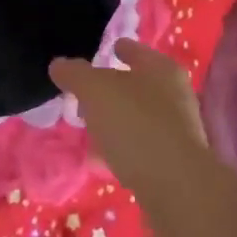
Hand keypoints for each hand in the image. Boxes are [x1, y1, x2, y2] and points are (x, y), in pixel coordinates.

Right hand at [49, 41, 209, 197]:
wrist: (175, 187)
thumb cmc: (135, 124)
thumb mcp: (95, 91)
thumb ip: (75, 74)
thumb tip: (59, 64)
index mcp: (161, 68)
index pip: (135, 50)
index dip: (118, 48)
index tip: (105, 51)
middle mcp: (175, 95)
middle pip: (137, 85)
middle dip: (111, 90)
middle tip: (85, 97)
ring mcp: (177, 130)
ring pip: (138, 117)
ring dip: (115, 121)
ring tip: (89, 129)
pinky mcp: (174, 162)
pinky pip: (141, 147)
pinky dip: (122, 148)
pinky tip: (102, 158)